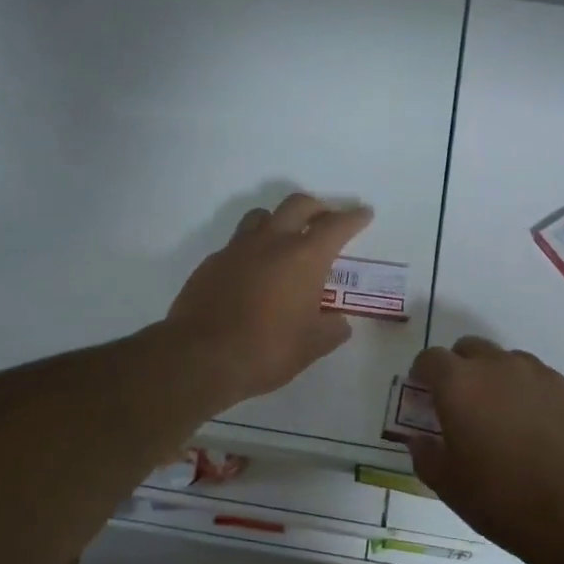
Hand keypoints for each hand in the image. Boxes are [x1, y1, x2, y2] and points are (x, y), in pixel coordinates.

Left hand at [166, 193, 372, 409]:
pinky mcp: (212, 263)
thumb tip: (339, 322)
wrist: (200, 357)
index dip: (354, 217)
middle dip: (317, 208)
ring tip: (287, 239)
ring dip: (280, 220)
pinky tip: (254, 272)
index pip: (336, 226)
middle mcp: (271, 242)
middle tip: (326, 220)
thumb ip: (332, 329)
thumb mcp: (312, 346)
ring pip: (262, 216)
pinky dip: (253, 248)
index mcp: (304, 257)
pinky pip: (238, 243)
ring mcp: (237, 249)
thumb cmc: (266, 350)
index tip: (364, 212)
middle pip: (298, 205)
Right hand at [406, 337, 563, 557]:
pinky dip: (538, 400)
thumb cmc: (502, 500)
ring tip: (508, 421)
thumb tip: (420, 440)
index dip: (423, 373)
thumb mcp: (448, 486)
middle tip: (464, 403)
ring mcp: (544, 376)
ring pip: (513, 363)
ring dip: (502, 381)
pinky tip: (546, 435)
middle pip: (472, 348)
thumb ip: (426, 455)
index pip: (431, 358)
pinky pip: (548, 386)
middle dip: (462, 368)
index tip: (424, 392)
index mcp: (461, 384)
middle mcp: (501, 367)